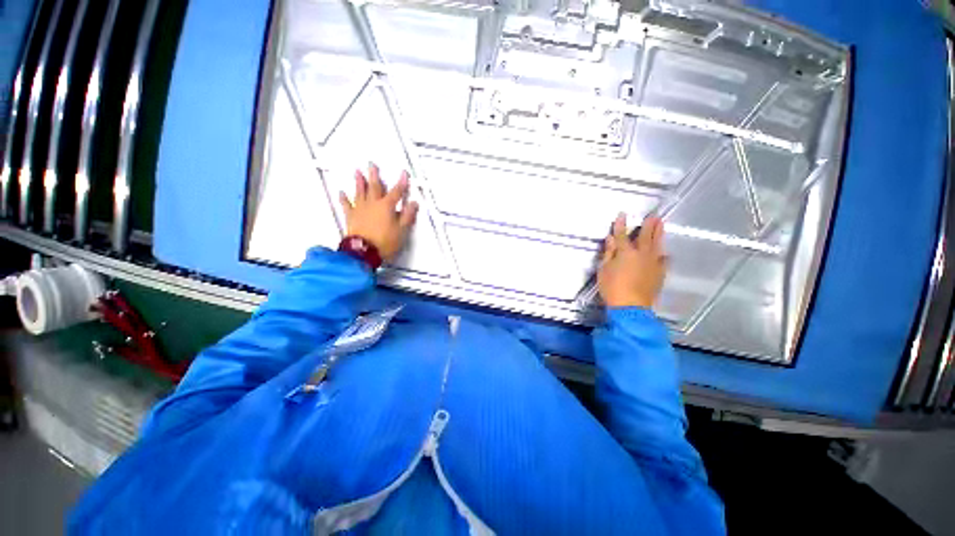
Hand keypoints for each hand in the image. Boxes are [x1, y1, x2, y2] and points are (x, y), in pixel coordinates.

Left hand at [338, 164, 419, 260]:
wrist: (363, 252)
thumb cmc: (386, 241)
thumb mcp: (402, 230)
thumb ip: (408, 216)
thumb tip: (413, 202)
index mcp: (387, 207)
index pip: (396, 192)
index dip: (401, 183)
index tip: (403, 172)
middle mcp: (373, 204)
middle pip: (374, 187)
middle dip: (375, 175)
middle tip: (372, 164)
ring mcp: (360, 209)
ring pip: (359, 192)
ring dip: (359, 182)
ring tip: (357, 171)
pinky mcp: (350, 216)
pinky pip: (346, 205)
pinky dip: (343, 198)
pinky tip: (341, 192)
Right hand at [597, 213, 667, 308]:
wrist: (631, 306)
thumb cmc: (612, 287)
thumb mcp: (604, 270)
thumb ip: (609, 253)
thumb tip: (611, 239)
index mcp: (626, 253)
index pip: (622, 235)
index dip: (621, 224)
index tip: (623, 214)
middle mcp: (642, 254)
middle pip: (645, 236)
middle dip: (648, 225)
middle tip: (654, 215)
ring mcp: (653, 263)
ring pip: (657, 245)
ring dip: (659, 233)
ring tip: (661, 225)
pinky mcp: (660, 273)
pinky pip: (664, 260)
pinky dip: (663, 254)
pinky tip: (665, 253)